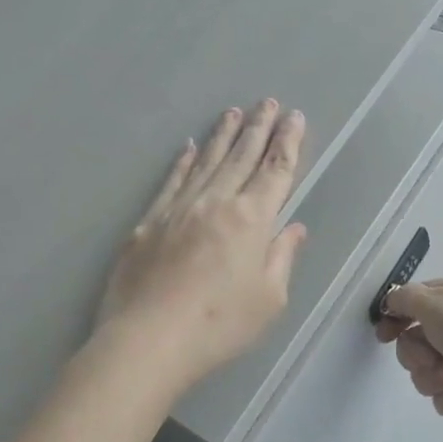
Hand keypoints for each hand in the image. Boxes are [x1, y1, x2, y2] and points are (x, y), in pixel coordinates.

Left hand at [96, 100, 309, 392]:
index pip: (275, 170)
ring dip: (222, 135)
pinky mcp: (149, 222)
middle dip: (258, 128)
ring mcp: (179, 208)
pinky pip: (171, 181)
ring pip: (206, 161)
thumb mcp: (268, 299)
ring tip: (233, 112)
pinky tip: (188, 147)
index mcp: (251, 219)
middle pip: (241, 156)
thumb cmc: (219, 325)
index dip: (287, 142)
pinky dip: (182, 162)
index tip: (294, 117)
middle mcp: (216, 202)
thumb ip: (281, 257)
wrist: (149, 339)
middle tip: (267, 102)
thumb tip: (294, 227)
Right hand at [375, 279, 442, 427]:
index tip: (384, 336)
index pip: (409, 305)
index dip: (393, 320)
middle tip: (432, 358)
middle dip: (416, 356)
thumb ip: (404, 298)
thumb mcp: (432, 303)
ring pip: (426, 374)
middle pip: (412, 345)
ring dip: (434, 378)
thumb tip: (392, 301)